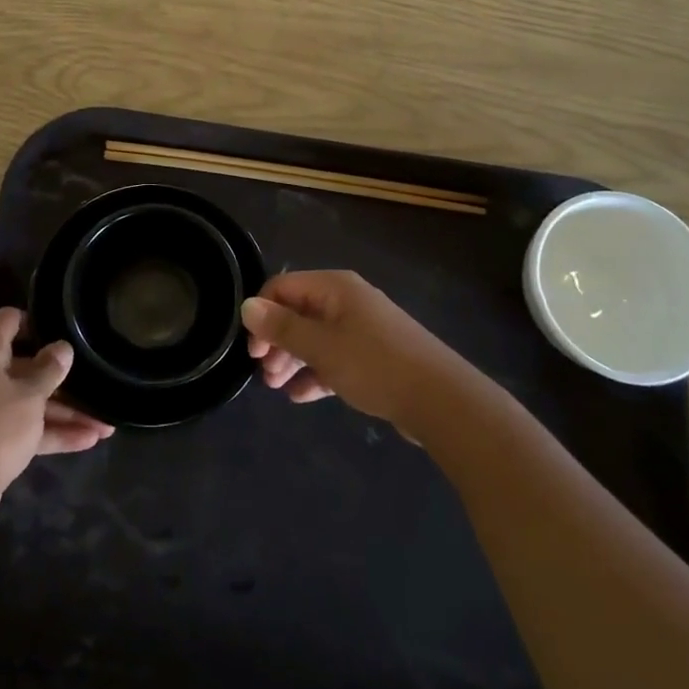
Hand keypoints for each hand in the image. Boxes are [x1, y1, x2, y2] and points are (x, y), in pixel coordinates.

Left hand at [0, 308, 113, 503]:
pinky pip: (28, 428)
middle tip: (96, 378)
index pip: (9, 320)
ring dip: (67, 412)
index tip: (66, 327)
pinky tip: (90, 440)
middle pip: (26, 365)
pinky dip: (54, 432)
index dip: (36, 320)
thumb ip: (49, 370)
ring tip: (107, 424)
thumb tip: (63, 347)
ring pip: (31, 401)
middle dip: (63, 377)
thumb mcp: (30, 395)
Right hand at [242, 271, 470, 429]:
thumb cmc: (375, 366)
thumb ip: (282, 327)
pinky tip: (301, 396)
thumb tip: (247, 306)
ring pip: (316, 337)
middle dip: (277, 341)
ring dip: (293, 359)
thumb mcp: (321, 347)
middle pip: (299, 312)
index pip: (283, 287)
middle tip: (264, 374)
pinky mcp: (375, 356)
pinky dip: (316, 373)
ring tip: (277, 388)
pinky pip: (335, 358)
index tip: (253, 349)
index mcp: (335, 288)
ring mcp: (363, 329)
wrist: (441, 401)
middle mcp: (348, 301)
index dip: (262, 314)